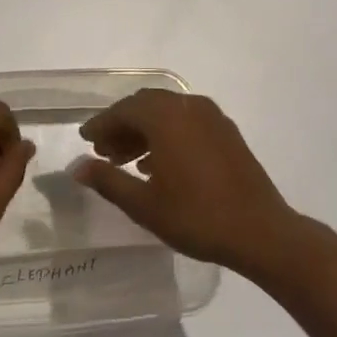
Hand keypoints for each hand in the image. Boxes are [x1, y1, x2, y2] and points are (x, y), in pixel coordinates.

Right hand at [72, 89, 301, 275]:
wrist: (260, 231)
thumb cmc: (197, 216)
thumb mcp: (144, 204)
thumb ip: (107, 181)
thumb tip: (77, 167)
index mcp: (166, 116)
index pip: (123, 110)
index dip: (101, 124)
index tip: (85, 140)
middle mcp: (188, 106)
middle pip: (145, 105)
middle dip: (122, 125)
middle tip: (104, 152)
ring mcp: (211, 116)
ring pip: (167, 112)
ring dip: (144, 130)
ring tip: (127, 162)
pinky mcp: (227, 131)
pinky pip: (187, 121)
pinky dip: (167, 134)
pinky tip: (159, 164)